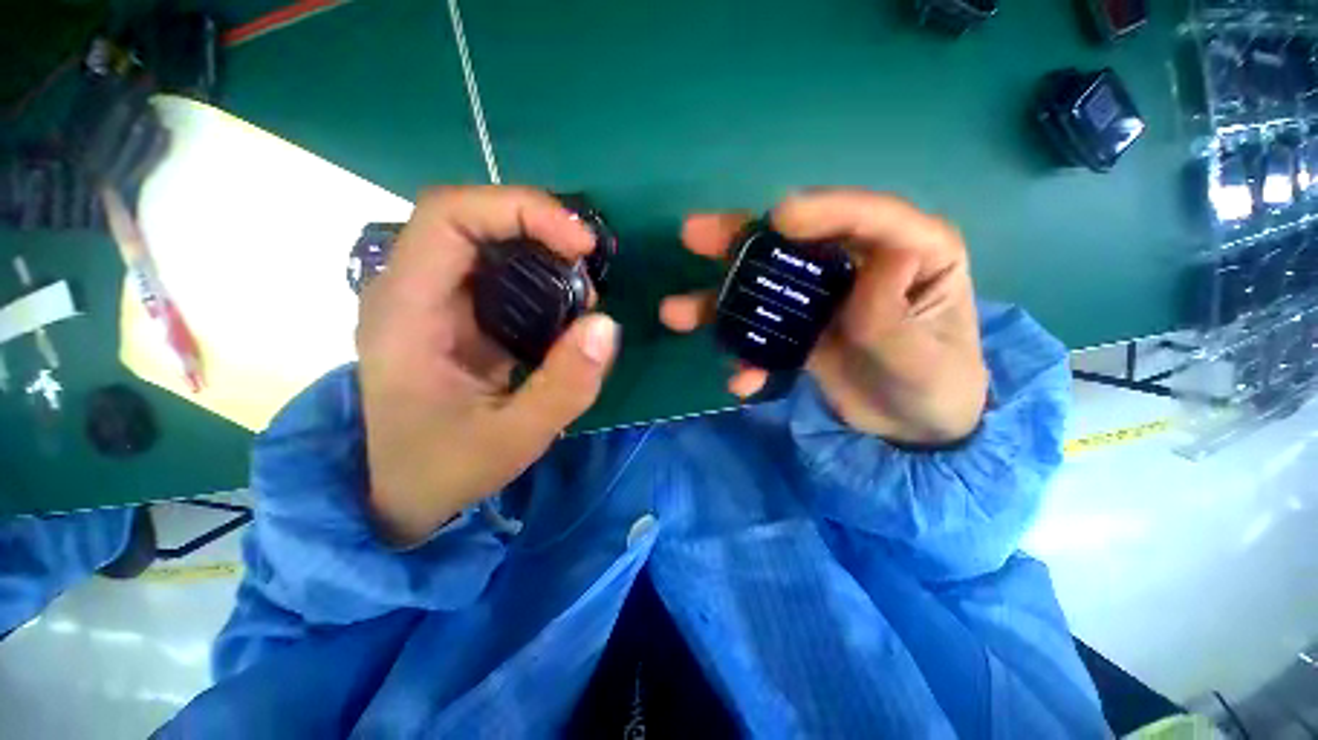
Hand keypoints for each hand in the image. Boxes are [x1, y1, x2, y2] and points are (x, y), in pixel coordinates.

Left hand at [356, 187, 618, 544]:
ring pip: (486, 241)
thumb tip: (606, 325)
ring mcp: (431, 300)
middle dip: (538, 228)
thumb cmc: (444, 468)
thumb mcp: (513, 439)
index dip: (520, 210)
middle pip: (470, 218)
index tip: (580, 245)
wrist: (401, 492)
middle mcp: (410, 290)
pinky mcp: (453, 314)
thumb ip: (564, 387)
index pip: (449, 216)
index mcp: (407, 311)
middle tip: (588, 267)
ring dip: (542, 252)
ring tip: (582, 294)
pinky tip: (564, 307)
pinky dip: (538, 276)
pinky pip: (496, 272)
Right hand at [660, 189, 987, 444]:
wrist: (912, 428)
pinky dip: (747, 355)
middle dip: (742, 240)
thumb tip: (880, 259)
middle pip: (795, 242)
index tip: (777, 219)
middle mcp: (857, 264)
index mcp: (910, 252)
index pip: (867, 216)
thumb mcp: (923, 358)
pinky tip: (739, 381)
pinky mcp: (800, 328)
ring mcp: (822, 298)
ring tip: (675, 312)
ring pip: (766, 285)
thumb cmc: (936, 386)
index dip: (821, 210)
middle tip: (693, 235)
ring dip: (721, 300)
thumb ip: (894, 315)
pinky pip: (765, 333)